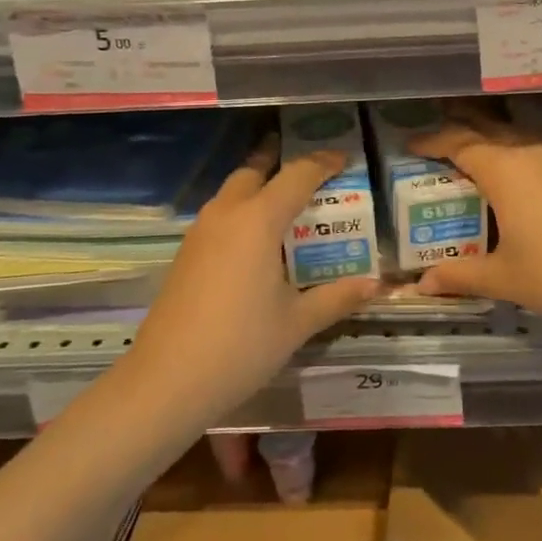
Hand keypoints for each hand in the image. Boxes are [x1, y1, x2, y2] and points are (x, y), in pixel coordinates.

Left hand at [129, 140, 379, 417]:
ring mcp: (201, 232)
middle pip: (255, 171)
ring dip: (259, 187)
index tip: (345, 159)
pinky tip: (257, 243)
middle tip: (311, 174)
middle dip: (282, 164)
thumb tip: (375, 284)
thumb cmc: (240, 346)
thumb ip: (337, 297)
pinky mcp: (186, 253)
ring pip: (233, 191)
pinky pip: (220, 215)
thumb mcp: (297, 323)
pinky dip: (243, 211)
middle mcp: (227, 213)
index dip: (324, 163)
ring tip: (288, 205)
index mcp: (258, 220)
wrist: (165, 381)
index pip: (298, 175)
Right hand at [408, 119, 541, 333]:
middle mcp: (530, 154)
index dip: (431, 142)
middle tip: (435, 154)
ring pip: (515, 145)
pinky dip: (518, 167)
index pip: (458, 143)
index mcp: (505, 169)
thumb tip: (422, 285)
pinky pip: (538, 160)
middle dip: (459, 139)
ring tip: (474, 175)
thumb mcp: (502, 278)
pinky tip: (519, 194)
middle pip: (487, 134)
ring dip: (491, 153)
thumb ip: (459, 275)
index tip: (411, 145)